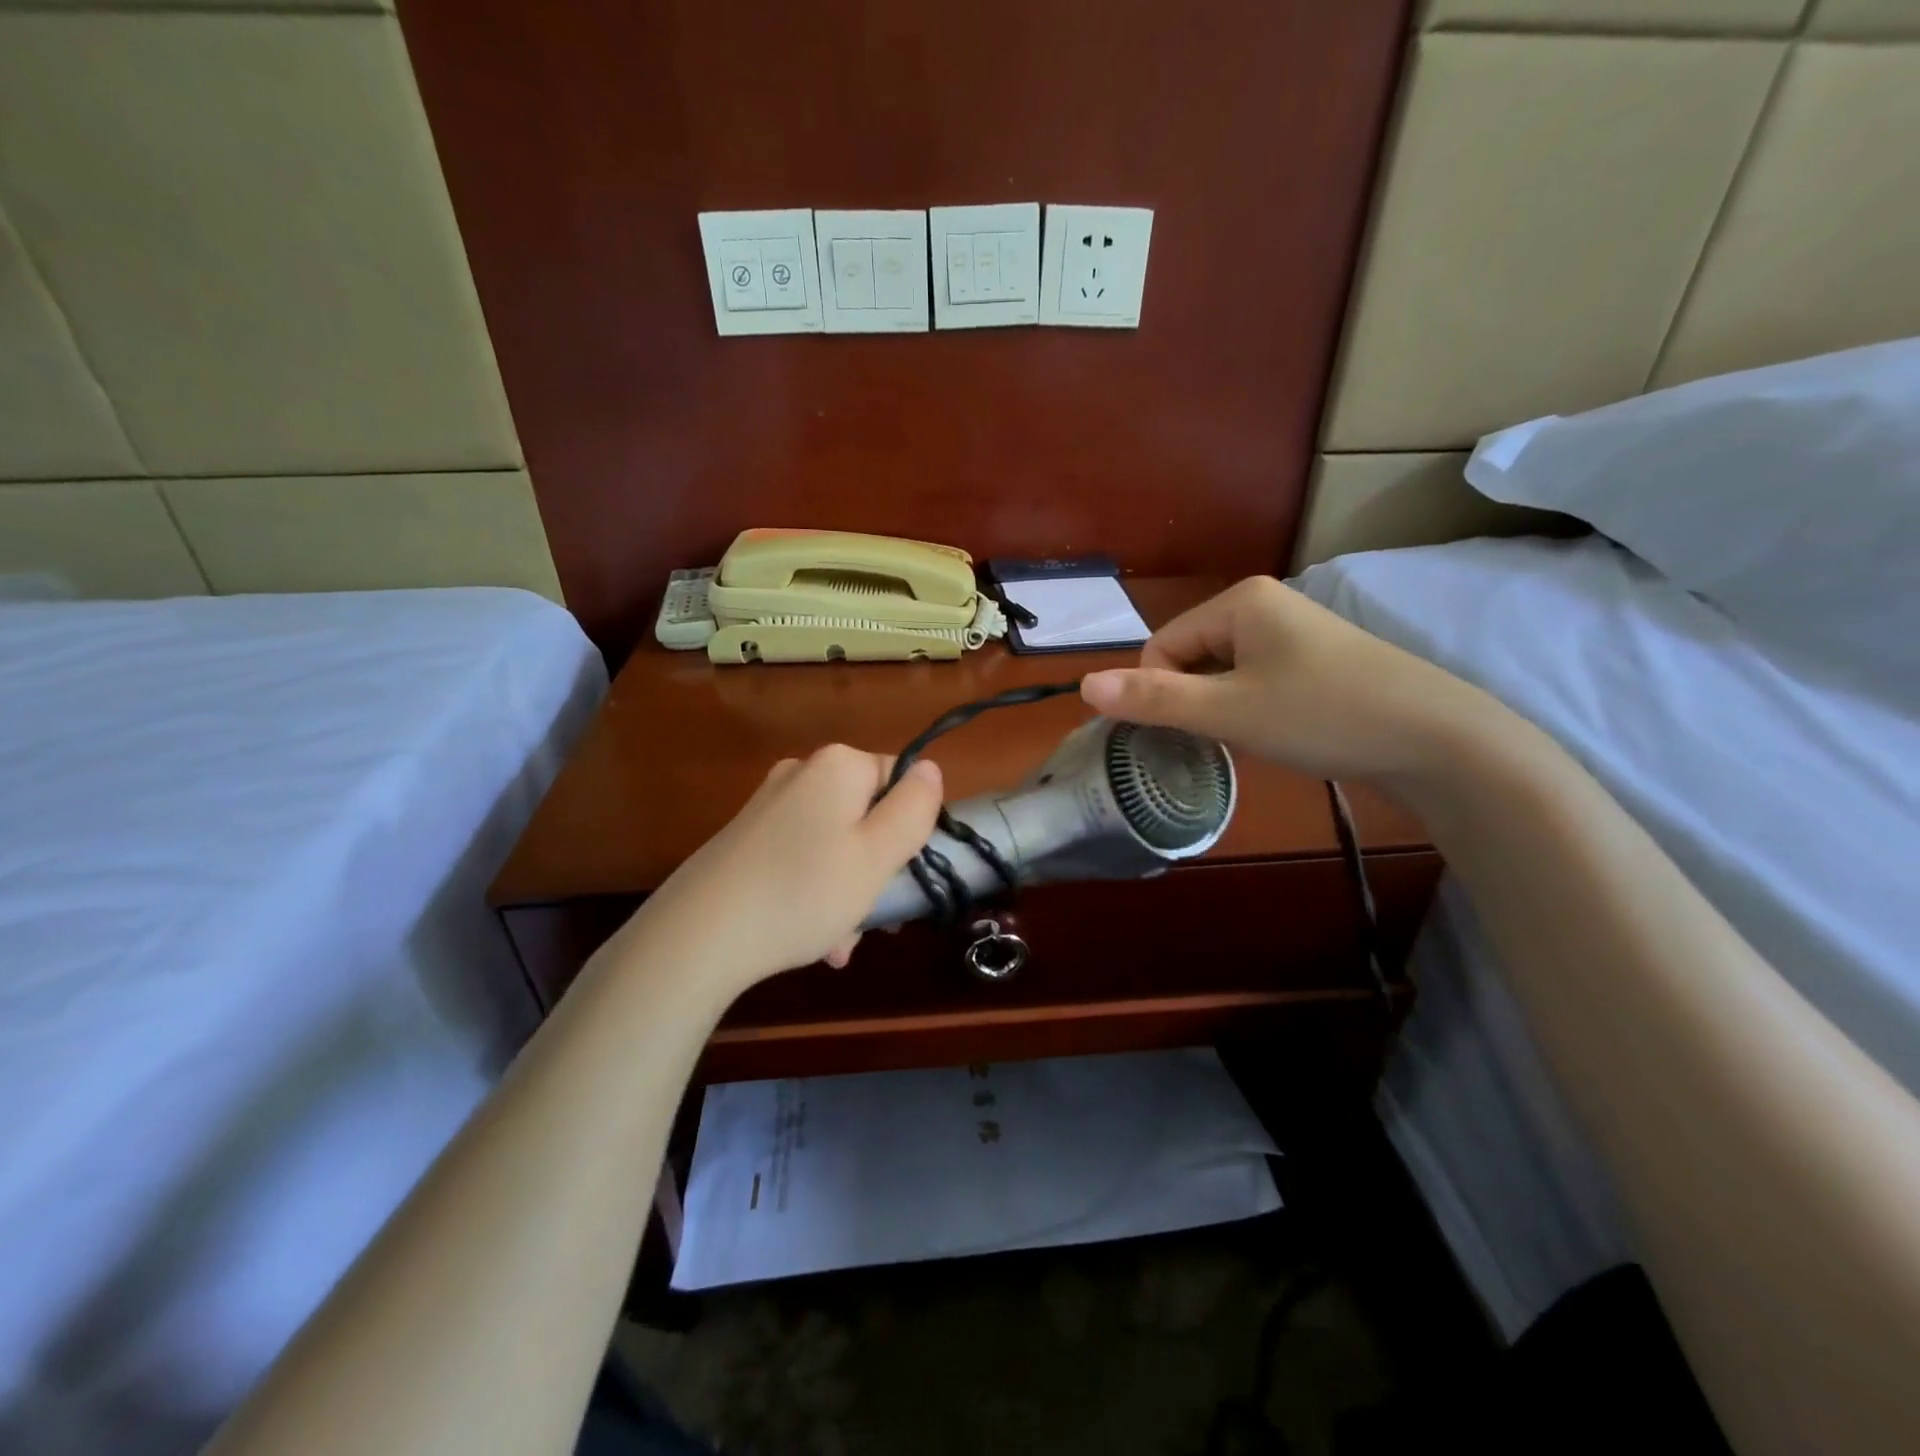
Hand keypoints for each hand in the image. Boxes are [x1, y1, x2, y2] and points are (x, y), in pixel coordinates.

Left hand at [631, 746, 942, 995]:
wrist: (698, 935)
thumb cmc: (804, 892)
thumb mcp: (878, 855)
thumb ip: (914, 807)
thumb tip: (930, 769)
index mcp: (838, 766)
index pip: (901, 779)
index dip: (911, 827)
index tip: (904, 875)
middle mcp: (801, 773)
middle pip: (866, 815)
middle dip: (876, 868)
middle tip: (874, 918)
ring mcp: (768, 805)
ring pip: (834, 843)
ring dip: (847, 890)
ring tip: (839, 943)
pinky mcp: (745, 837)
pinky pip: (800, 858)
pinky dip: (813, 892)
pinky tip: (810, 939)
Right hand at [1079, 576, 1488, 782]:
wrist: (1436, 739)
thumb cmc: (1323, 714)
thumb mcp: (1228, 711)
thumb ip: (1154, 699)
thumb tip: (1082, 685)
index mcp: (1240, 601)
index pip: (1162, 646)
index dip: (1161, 693)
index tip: (1193, 730)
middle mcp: (1264, 605)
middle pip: (1190, 657)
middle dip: (1194, 701)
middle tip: (1226, 738)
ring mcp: (1293, 633)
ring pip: (1222, 674)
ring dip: (1221, 710)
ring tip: (1253, 738)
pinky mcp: (1315, 662)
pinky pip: (1254, 681)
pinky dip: (1250, 710)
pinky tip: (1277, 734)